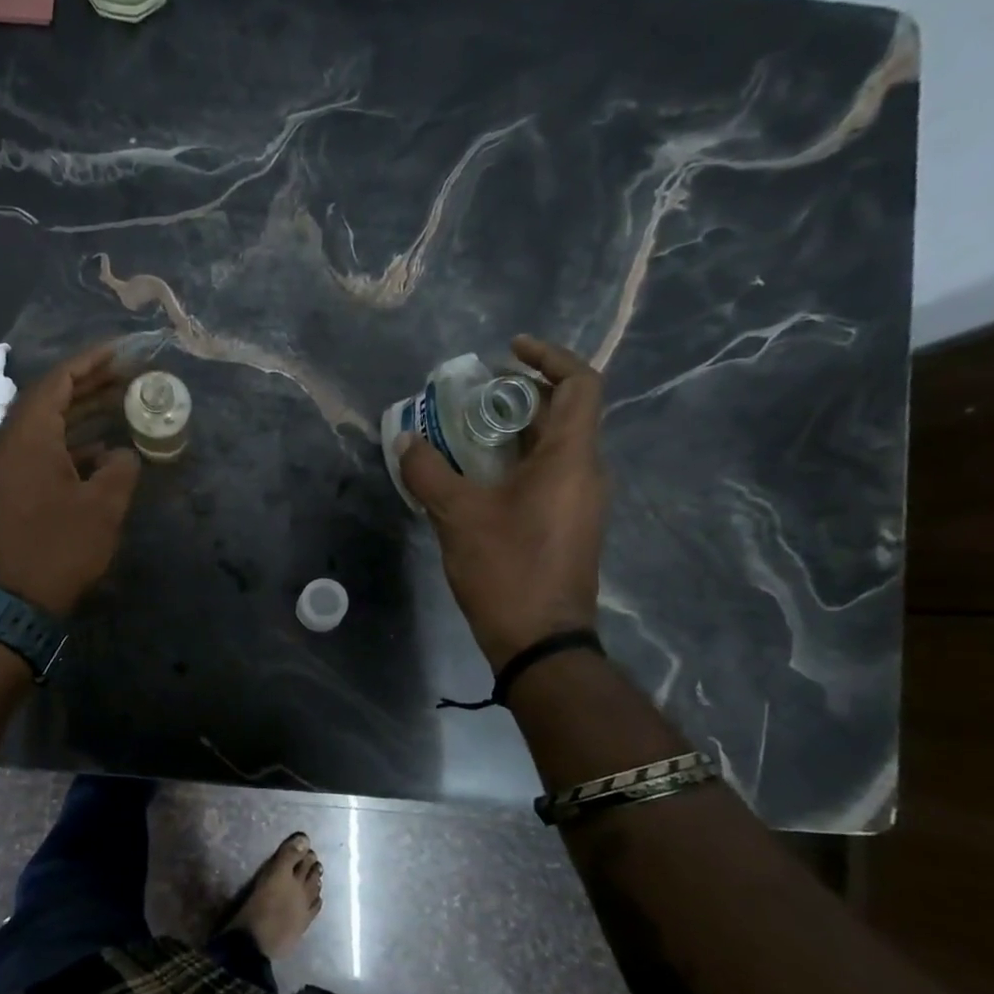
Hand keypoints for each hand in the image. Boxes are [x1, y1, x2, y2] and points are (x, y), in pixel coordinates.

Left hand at [0, 344, 140, 616]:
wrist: (12, 600)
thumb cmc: (58, 547)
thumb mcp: (102, 506)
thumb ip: (120, 469)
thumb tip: (122, 454)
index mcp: (27, 436)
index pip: (57, 381)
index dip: (90, 362)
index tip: (120, 352)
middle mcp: (10, 443)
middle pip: (50, 399)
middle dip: (89, 385)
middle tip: (127, 375)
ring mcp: (7, 468)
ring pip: (47, 427)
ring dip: (82, 414)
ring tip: (122, 404)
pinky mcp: (11, 490)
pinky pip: (42, 451)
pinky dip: (72, 444)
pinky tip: (103, 451)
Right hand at [395, 336, 608, 668]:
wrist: (540, 641)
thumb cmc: (506, 569)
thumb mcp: (457, 516)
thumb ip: (429, 472)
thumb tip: (407, 441)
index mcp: (571, 458)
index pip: (579, 384)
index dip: (548, 357)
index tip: (508, 352)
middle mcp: (585, 472)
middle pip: (564, 412)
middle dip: (519, 394)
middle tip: (472, 394)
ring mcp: (579, 502)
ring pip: (553, 446)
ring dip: (513, 430)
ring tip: (465, 431)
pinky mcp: (567, 525)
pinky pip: (546, 475)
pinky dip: (514, 462)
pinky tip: (475, 478)